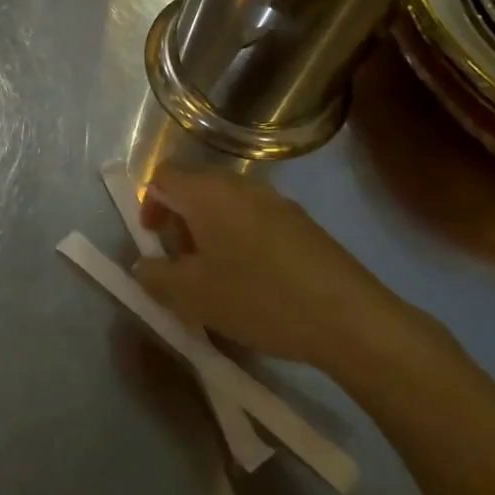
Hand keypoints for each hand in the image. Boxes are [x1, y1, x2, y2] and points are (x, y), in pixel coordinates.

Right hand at [136, 164, 422, 378]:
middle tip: (182, 262)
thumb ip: (155, 276)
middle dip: (179, 219)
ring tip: (216, 276)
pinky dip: (239, 238)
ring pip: (226, 203)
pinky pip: (254, 218)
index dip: (150, 203)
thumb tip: (144, 265)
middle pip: (195, 186)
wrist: (350, 319)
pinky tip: (253, 281)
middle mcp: (240, 185)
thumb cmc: (259, 298)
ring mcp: (276, 201)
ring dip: (209, 230)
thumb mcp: (192, 295)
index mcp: (207, 192)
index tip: (155, 240)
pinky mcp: (301, 222)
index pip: (163, 175)